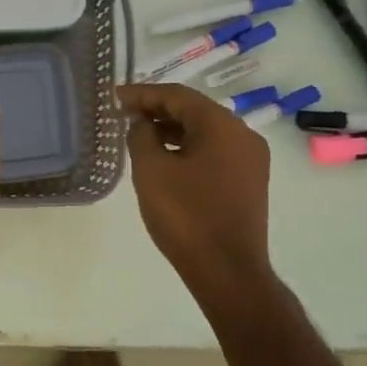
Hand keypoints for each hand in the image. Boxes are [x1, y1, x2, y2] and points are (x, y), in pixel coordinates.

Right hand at [117, 82, 272, 296]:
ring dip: (172, 129)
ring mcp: (250, 160)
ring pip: (205, 132)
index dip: (143, 93)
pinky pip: (214, 152)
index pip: (178, 96)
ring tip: (139, 135)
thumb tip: (143, 124)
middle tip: (125, 113)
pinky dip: (188, 148)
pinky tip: (165, 159)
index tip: (116, 96)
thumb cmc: (186, 216)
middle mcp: (243, 136)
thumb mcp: (151, 170)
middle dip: (158, 109)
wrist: (228, 271)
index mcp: (222, 126)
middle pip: (195, 110)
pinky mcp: (248, 182)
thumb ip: (141, 136)